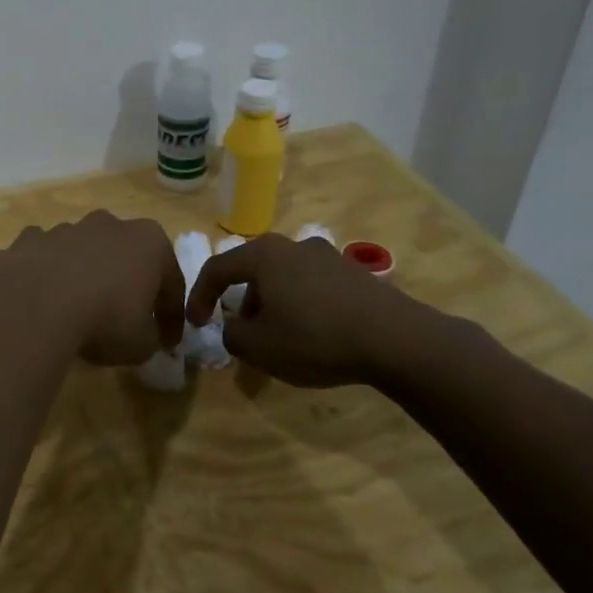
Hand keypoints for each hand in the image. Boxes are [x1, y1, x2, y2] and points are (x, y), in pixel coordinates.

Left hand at [0, 212, 184, 365]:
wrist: (36, 305)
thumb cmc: (105, 319)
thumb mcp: (142, 344)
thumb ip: (150, 336)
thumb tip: (145, 335)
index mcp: (149, 241)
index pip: (171, 282)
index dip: (171, 316)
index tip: (168, 342)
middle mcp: (109, 224)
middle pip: (126, 256)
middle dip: (127, 283)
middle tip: (124, 318)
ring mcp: (66, 228)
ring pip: (83, 253)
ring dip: (85, 276)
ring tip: (78, 311)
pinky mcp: (29, 239)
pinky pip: (45, 258)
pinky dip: (47, 274)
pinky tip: (42, 300)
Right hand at [186, 233, 436, 386]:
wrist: (396, 339)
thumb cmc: (315, 338)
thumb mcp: (259, 347)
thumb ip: (232, 335)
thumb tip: (233, 327)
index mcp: (263, 254)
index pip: (217, 269)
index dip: (199, 296)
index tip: (196, 323)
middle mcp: (293, 245)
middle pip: (253, 270)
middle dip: (240, 302)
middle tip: (241, 332)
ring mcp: (328, 256)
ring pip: (284, 277)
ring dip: (272, 304)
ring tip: (279, 338)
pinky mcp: (354, 273)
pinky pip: (312, 286)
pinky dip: (301, 305)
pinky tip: (313, 334)